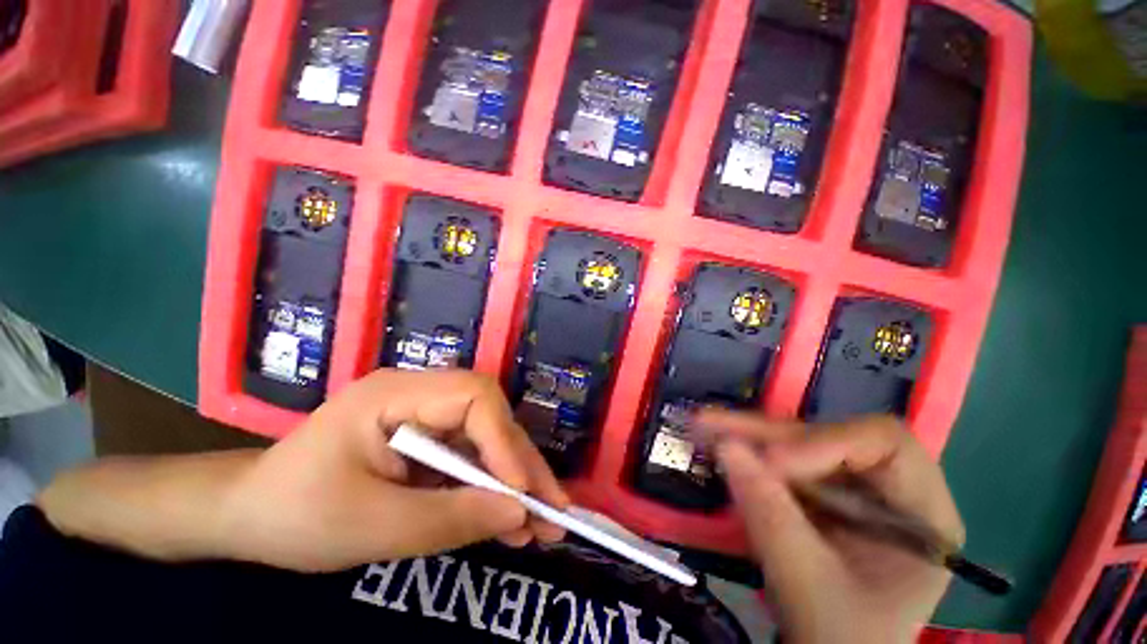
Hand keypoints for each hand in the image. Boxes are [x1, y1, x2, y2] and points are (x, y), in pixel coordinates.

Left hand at [219, 369, 568, 571]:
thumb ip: (449, 519)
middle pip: (489, 416)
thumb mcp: (371, 527)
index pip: (472, 397)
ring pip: (488, 438)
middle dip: (522, 464)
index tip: (522, 493)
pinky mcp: (428, 437)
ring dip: (515, 480)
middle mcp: (419, 392)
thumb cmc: (295, 515)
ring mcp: (426, 414)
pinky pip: (471, 455)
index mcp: (394, 394)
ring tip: (541, 522)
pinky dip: (492, 487)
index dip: (503, 441)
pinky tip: (509, 518)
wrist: (249, 515)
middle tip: (553, 510)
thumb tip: (518, 514)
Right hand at [698, 411, 963, 643]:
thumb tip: (726, 446)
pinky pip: (780, 460)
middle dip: (767, 434)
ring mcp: (850, 488)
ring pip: (797, 443)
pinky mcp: (819, 492)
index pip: (883, 444)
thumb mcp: (808, 583)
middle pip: (828, 437)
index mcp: (922, 513)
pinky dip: (745, 452)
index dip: (825, 442)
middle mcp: (888, 488)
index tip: (772, 462)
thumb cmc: (841, 636)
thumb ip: (769, 514)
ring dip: (748, 436)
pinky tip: (715, 441)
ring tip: (703, 424)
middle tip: (711, 424)